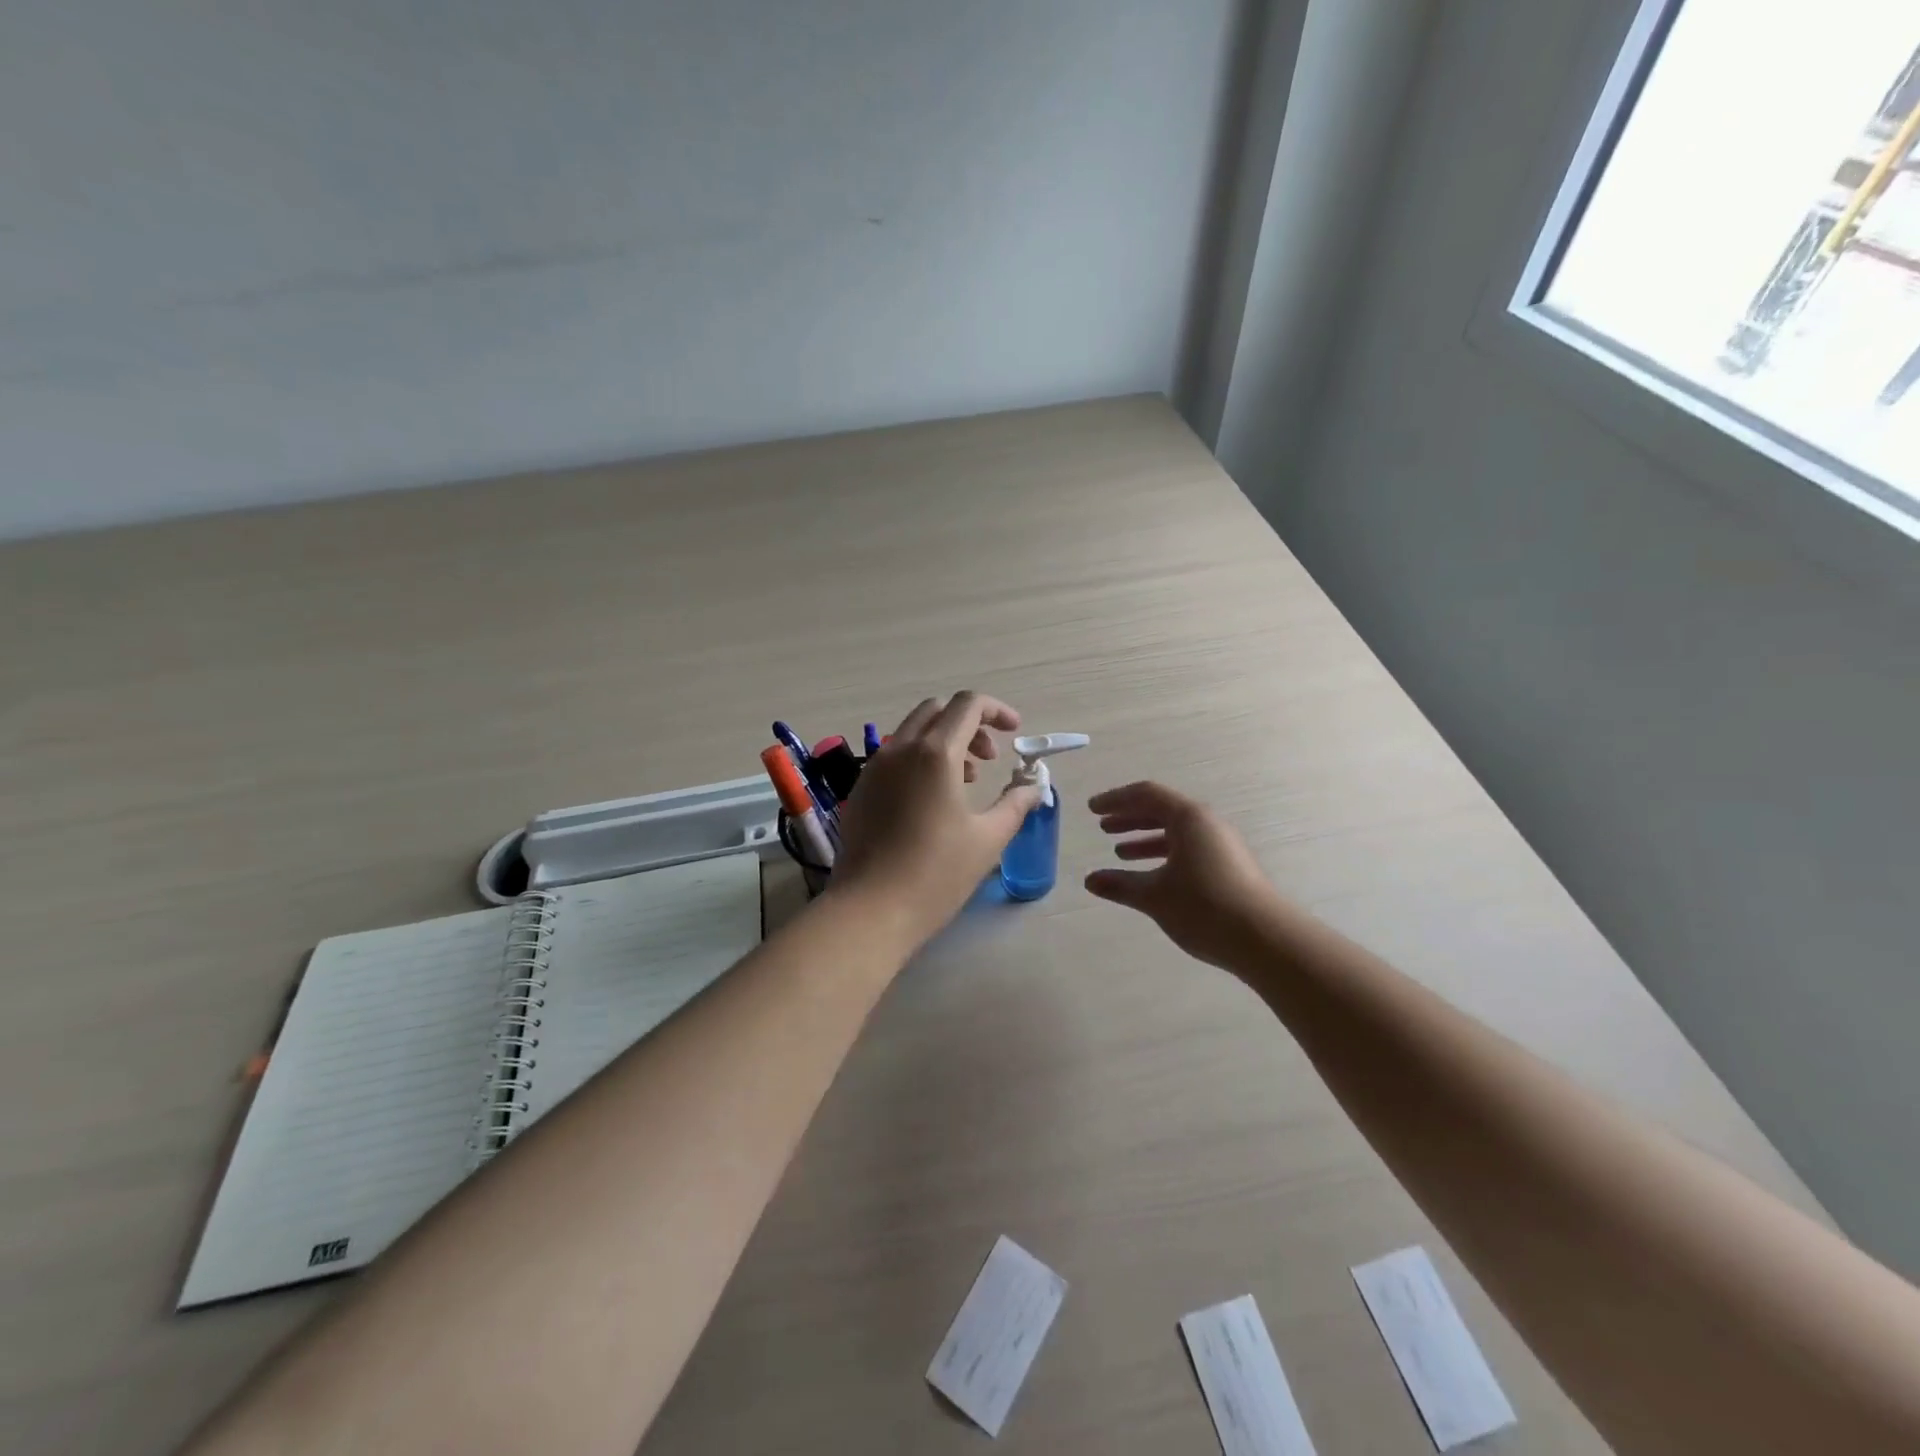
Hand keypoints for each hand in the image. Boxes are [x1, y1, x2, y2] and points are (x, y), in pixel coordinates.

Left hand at [828, 692, 1043, 949]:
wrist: (870, 910)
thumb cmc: (936, 873)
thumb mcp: (988, 838)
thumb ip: (1016, 803)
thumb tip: (1034, 787)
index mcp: (936, 753)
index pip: (968, 704)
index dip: (997, 710)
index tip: (1015, 733)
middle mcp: (900, 749)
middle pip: (938, 711)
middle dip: (970, 724)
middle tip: (990, 759)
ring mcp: (874, 768)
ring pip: (913, 732)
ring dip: (945, 741)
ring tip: (966, 782)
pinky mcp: (860, 789)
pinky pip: (894, 757)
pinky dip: (920, 760)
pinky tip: (931, 800)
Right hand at [1085, 782, 1281, 971]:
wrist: (1265, 939)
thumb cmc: (1204, 907)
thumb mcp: (1154, 895)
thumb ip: (1120, 885)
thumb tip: (1089, 880)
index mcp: (1189, 818)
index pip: (1146, 794)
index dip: (1115, 800)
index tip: (1091, 809)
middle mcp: (1207, 824)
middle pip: (1162, 810)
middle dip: (1130, 818)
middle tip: (1103, 827)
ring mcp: (1222, 845)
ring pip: (1176, 832)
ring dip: (1146, 838)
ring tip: (1121, 852)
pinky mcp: (1229, 866)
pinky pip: (1189, 848)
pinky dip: (1165, 855)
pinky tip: (1152, 875)